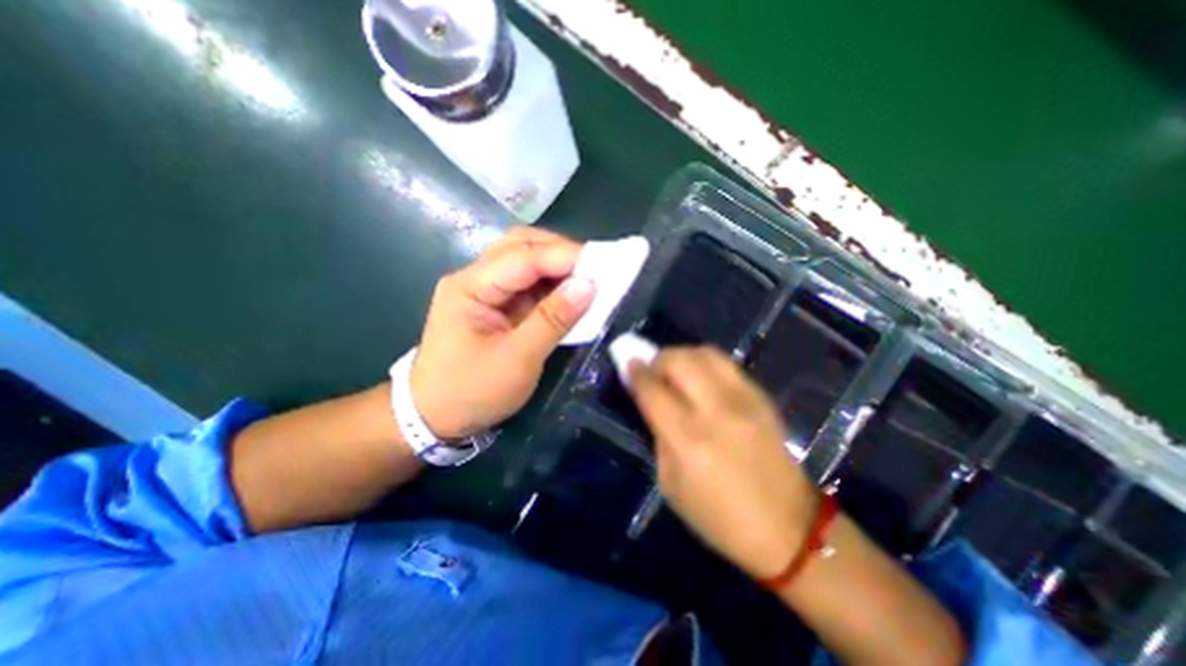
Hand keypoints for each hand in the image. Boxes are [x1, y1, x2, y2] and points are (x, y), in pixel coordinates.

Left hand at [414, 229, 598, 442]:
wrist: (434, 417)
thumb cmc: (471, 393)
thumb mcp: (517, 360)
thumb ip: (553, 319)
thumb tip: (590, 286)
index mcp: (470, 287)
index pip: (523, 257)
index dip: (565, 256)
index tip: (604, 264)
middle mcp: (475, 278)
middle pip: (520, 246)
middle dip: (561, 252)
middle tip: (595, 268)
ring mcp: (484, 290)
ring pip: (525, 260)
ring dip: (558, 266)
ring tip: (588, 279)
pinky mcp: (495, 304)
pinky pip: (528, 284)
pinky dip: (552, 285)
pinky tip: (570, 294)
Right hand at [631, 346, 816, 578]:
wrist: (788, 529)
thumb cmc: (719, 517)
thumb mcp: (671, 484)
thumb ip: (659, 436)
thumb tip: (653, 401)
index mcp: (688, 439)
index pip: (653, 390)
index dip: (636, 373)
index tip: (629, 364)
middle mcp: (716, 411)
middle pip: (679, 360)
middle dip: (658, 359)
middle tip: (653, 370)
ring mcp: (744, 400)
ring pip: (705, 353)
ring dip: (683, 356)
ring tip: (677, 371)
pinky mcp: (762, 398)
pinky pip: (727, 364)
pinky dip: (706, 364)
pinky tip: (702, 380)